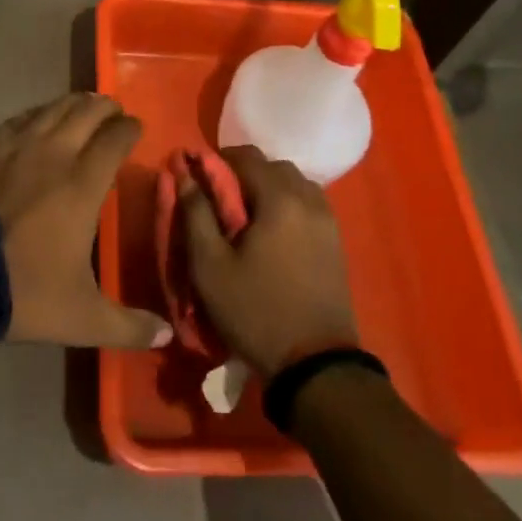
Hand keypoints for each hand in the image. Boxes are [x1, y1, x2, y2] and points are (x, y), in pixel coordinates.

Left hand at [0, 93, 170, 350]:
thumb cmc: (22, 289)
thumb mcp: (81, 317)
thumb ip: (127, 325)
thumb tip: (166, 336)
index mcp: (83, 182)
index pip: (116, 138)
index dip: (130, 128)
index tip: (136, 128)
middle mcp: (54, 151)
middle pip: (87, 111)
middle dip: (105, 107)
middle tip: (113, 112)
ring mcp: (15, 143)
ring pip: (53, 108)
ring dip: (73, 104)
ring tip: (82, 106)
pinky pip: (19, 119)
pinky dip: (36, 114)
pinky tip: (36, 120)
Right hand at [178, 145, 358, 377]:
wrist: (315, 364)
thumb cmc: (256, 311)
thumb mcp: (210, 266)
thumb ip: (195, 214)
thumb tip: (185, 174)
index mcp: (279, 198)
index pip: (246, 156)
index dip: (218, 160)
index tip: (200, 179)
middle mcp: (308, 198)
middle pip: (272, 166)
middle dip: (244, 174)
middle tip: (221, 202)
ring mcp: (327, 219)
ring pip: (294, 183)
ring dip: (268, 188)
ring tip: (247, 218)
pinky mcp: (336, 240)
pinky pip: (308, 204)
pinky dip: (288, 204)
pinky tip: (272, 233)